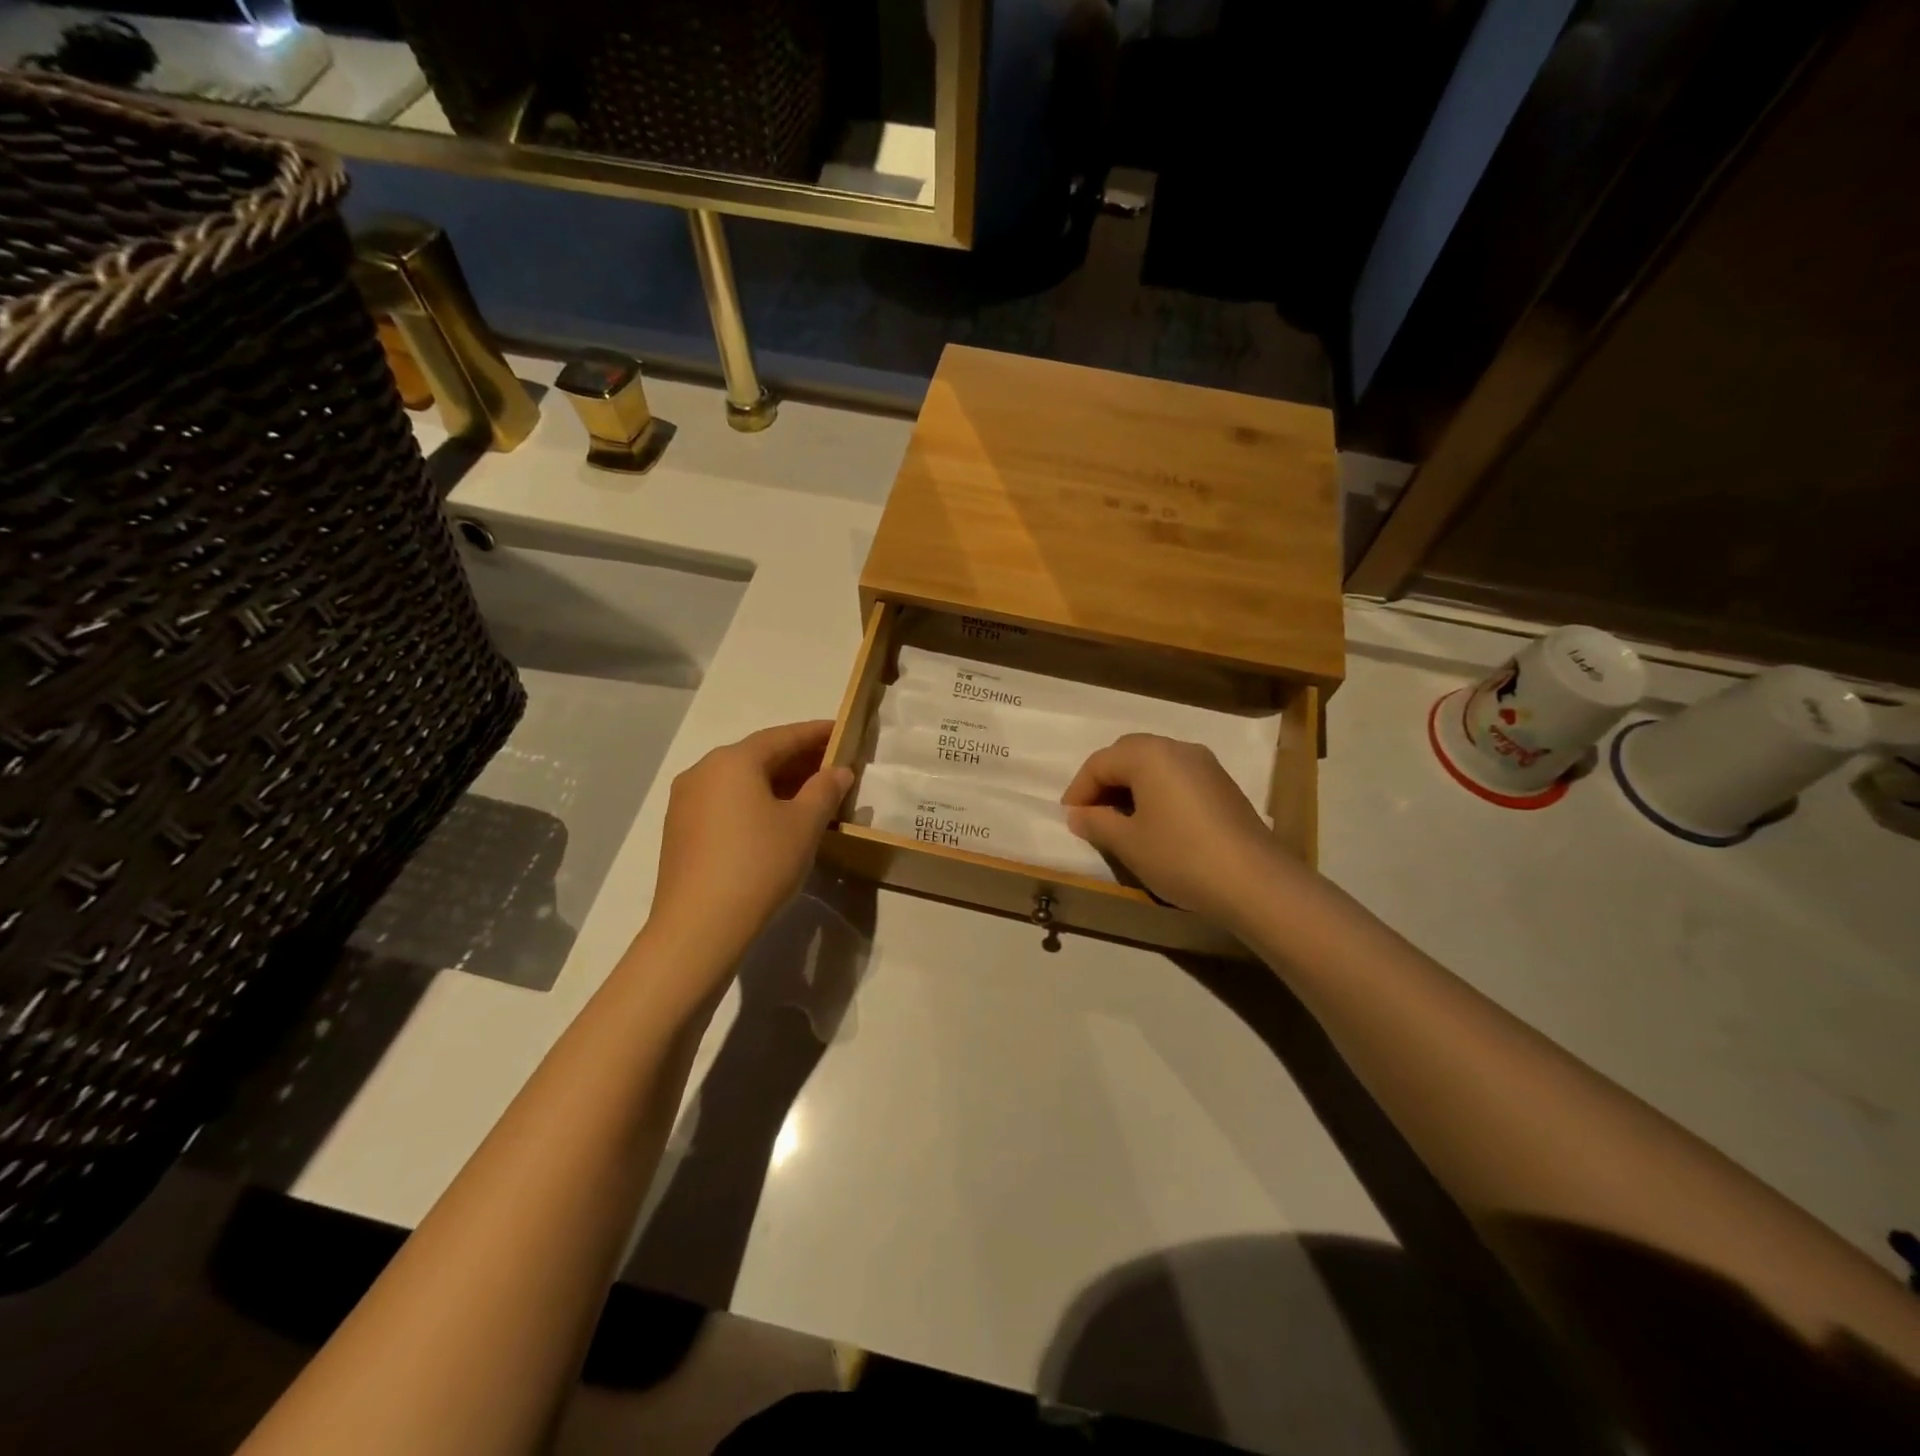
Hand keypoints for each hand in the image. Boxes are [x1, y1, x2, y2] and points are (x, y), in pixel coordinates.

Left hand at [645, 721, 852, 969]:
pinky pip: (726, 803)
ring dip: (777, 783)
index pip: (783, 736)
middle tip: (832, 766)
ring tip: (810, 795)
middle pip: (759, 756)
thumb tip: (837, 771)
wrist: (698, 927)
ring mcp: (686, 802)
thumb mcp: (804, 825)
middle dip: (798, 760)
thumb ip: (825, 790)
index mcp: (733, 761)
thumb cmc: (759, 864)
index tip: (842, 730)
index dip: (816, 733)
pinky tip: (776, 820)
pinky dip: (754, 802)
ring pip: (740, 781)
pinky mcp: (680, 831)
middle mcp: (703, 771)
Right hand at [1062, 733, 1289, 927]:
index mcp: (1149, 754)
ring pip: (1155, 765)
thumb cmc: (1180, 856)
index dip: (1079, 789)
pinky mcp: (1223, 786)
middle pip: (1128, 755)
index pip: (1100, 762)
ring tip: (1120, 821)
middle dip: (1104, 782)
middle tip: (1091, 814)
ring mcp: (1206, 765)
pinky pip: (1177, 778)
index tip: (1070, 818)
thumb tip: (1078, 814)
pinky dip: (1156, 793)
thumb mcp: (1128, 843)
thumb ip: (1096, 822)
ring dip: (1131, 787)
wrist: (1255, 883)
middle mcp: (1178, 748)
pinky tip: (1155, 824)